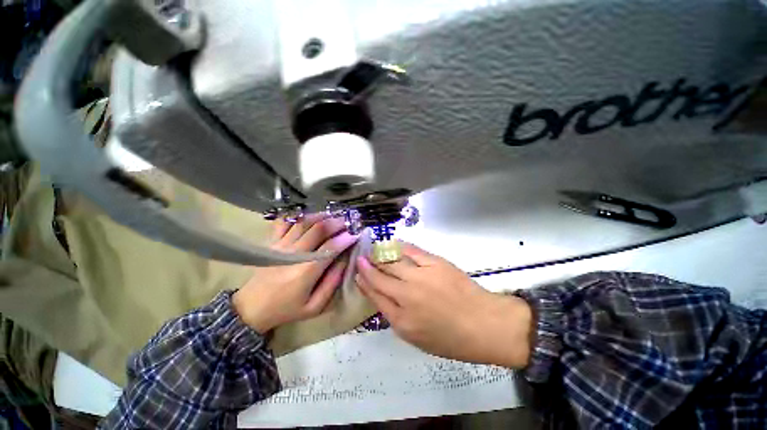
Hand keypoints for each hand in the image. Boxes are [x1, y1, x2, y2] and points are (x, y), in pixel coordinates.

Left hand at [233, 215, 357, 333]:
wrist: (251, 309)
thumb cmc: (287, 309)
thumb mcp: (314, 306)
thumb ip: (332, 283)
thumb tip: (344, 260)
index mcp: (306, 271)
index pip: (330, 248)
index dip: (345, 239)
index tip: (356, 235)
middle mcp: (293, 254)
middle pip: (318, 229)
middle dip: (336, 223)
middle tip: (347, 222)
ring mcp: (280, 246)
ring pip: (304, 222)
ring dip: (321, 216)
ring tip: (333, 216)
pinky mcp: (271, 243)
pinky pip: (284, 222)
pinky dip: (298, 216)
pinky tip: (309, 217)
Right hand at [356, 243, 532, 368]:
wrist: (484, 324)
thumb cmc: (451, 338)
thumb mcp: (416, 338)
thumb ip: (395, 316)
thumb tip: (380, 295)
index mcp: (401, 320)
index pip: (375, 295)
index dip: (363, 282)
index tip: (357, 274)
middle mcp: (407, 296)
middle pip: (380, 276)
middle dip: (367, 266)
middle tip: (361, 258)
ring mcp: (421, 276)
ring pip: (392, 261)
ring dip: (379, 255)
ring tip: (372, 250)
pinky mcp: (435, 263)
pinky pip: (411, 250)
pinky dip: (399, 246)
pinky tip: (392, 244)